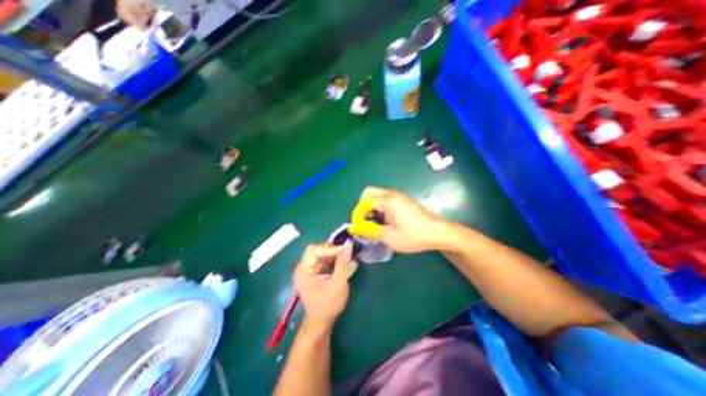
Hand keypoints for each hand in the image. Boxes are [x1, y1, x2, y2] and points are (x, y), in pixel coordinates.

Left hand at [293, 243, 352, 325]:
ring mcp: (308, 269)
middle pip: (316, 249)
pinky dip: (332, 257)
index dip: (329, 248)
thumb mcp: (338, 283)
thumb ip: (343, 263)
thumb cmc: (329, 304)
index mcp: (303, 271)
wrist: (322, 320)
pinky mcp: (314, 270)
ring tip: (345, 253)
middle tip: (346, 250)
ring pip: (321, 252)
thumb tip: (348, 244)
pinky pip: (323, 258)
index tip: (345, 249)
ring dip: (333, 252)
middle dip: (331, 249)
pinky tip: (341, 258)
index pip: (313, 250)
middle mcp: (303, 267)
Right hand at [351, 186, 448, 253]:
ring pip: (378, 195)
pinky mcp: (404, 200)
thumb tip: (355, 228)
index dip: (358, 214)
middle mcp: (392, 194)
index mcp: (387, 200)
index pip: (364, 202)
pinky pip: (386, 199)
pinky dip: (380, 207)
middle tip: (366, 221)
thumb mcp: (388, 237)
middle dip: (363, 206)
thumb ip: (369, 231)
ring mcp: (399, 196)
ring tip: (375, 223)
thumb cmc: (413, 235)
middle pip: (369, 193)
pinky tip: (386, 221)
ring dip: (372, 207)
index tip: (359, 227)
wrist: (437, 233)